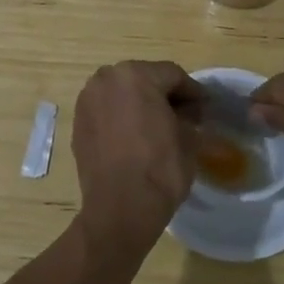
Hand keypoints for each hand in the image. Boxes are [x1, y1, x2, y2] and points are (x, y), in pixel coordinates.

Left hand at [71, 60, 202, 252]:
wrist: (120, 208)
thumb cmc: (160, 168)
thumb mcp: (189, 138)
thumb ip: (190, 117)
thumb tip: (189, 114)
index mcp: (135, 75)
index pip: (172, 75)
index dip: (193, 92)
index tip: (206, 108)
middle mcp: (106, 79)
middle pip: (145, 79)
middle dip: (165, 96)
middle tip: (185, 117)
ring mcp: (88, 100)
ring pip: (123, 94)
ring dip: (141, 105)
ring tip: (159, 127)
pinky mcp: (78, 123)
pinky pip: (107, 111)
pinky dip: (122, 118)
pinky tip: (136, 137)